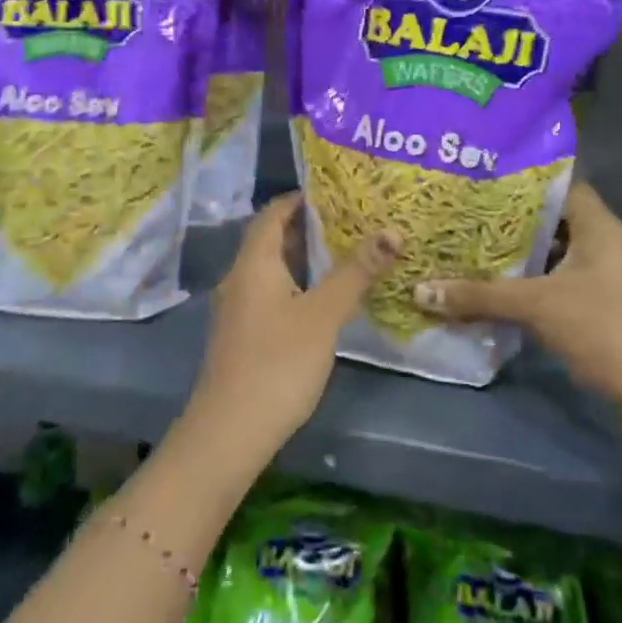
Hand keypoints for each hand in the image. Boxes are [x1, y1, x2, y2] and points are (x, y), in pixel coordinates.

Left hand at [188, 192, 397, 461]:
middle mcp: (240, 278)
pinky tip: (322, 300)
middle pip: (271, 240)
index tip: (333, 191)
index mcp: (254, 263)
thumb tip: (391, 230)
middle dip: (306, 227)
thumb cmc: (278, 363)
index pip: (272, 214)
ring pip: (271, 270)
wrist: (230, 431)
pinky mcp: (243, 336)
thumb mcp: (323, 314)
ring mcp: (238, 310)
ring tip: (343, 253)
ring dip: (302, 258)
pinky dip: (296, 285)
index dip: (299, 199)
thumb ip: (355, 273)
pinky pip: (270, 294)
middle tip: (349, 220)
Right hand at [414, 183, 621, 399]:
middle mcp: (603, 245)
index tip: (480, 182)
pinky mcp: (599, 310)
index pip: (559, 186)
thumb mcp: (536, 306)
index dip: (522, 182)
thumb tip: (419, 290)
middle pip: (551, 223)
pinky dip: (528, 287)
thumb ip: (478, 295)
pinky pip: (556, 286)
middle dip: (509, 223)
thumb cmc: (604, 328)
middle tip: (464, 217)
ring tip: (468, 250)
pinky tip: (493, 292)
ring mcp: (604, 280)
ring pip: (552, 257)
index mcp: (598, 227)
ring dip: (517, 259)